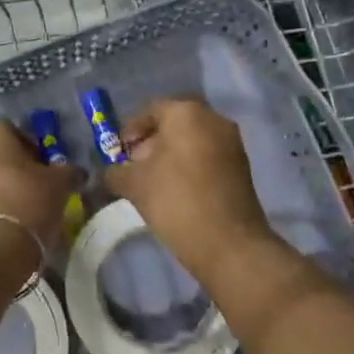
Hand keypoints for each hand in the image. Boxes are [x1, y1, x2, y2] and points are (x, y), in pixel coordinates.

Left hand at [0, 120, 78, 248]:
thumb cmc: (27, 200)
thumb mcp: (59, 184)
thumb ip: (68, 172)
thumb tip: (76, 172)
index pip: (17, 132)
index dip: (35, 150)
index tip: (47, 171)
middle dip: (14, 166)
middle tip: (35, 188)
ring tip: (21, 206)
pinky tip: (4, 218)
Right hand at [105, 98, 276, 285]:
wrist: (228, 243)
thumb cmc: (175, 201)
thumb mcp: (133, 184)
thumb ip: (116, 171)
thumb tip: (112, 172)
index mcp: (186, 113)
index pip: (151, 110)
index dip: (130, 130)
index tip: (118, 152)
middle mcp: (213, 119)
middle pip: (174, 124)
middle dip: (151, 142)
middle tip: (133, 166)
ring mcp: (232, 143)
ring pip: (192, 140)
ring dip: (170, 155)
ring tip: (152, 182)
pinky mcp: (241, 167)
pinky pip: (207, 156)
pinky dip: (189, 166)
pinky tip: (175, 190)